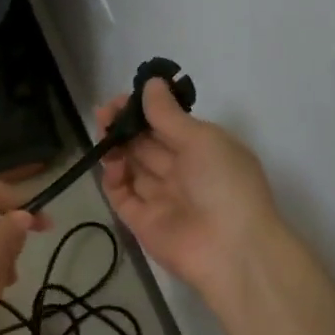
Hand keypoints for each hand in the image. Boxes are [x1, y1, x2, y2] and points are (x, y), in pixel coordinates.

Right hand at [97, 78, 282, 298]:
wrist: (231, 250)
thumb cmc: (225, 183)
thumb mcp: (202, 140)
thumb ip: (169, 114)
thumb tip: (151, 84)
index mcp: (203, 150)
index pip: (168, 124)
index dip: (145, 110)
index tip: (124, 99)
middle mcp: (182, 172)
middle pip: (146, 144)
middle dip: (125, 126)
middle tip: (104, 114)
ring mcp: (161, 197)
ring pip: (132, 167)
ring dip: (116, 148)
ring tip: (103, 134)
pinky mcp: (142, 222)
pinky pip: (123, 195)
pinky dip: (114, 178)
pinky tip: (112, 164)